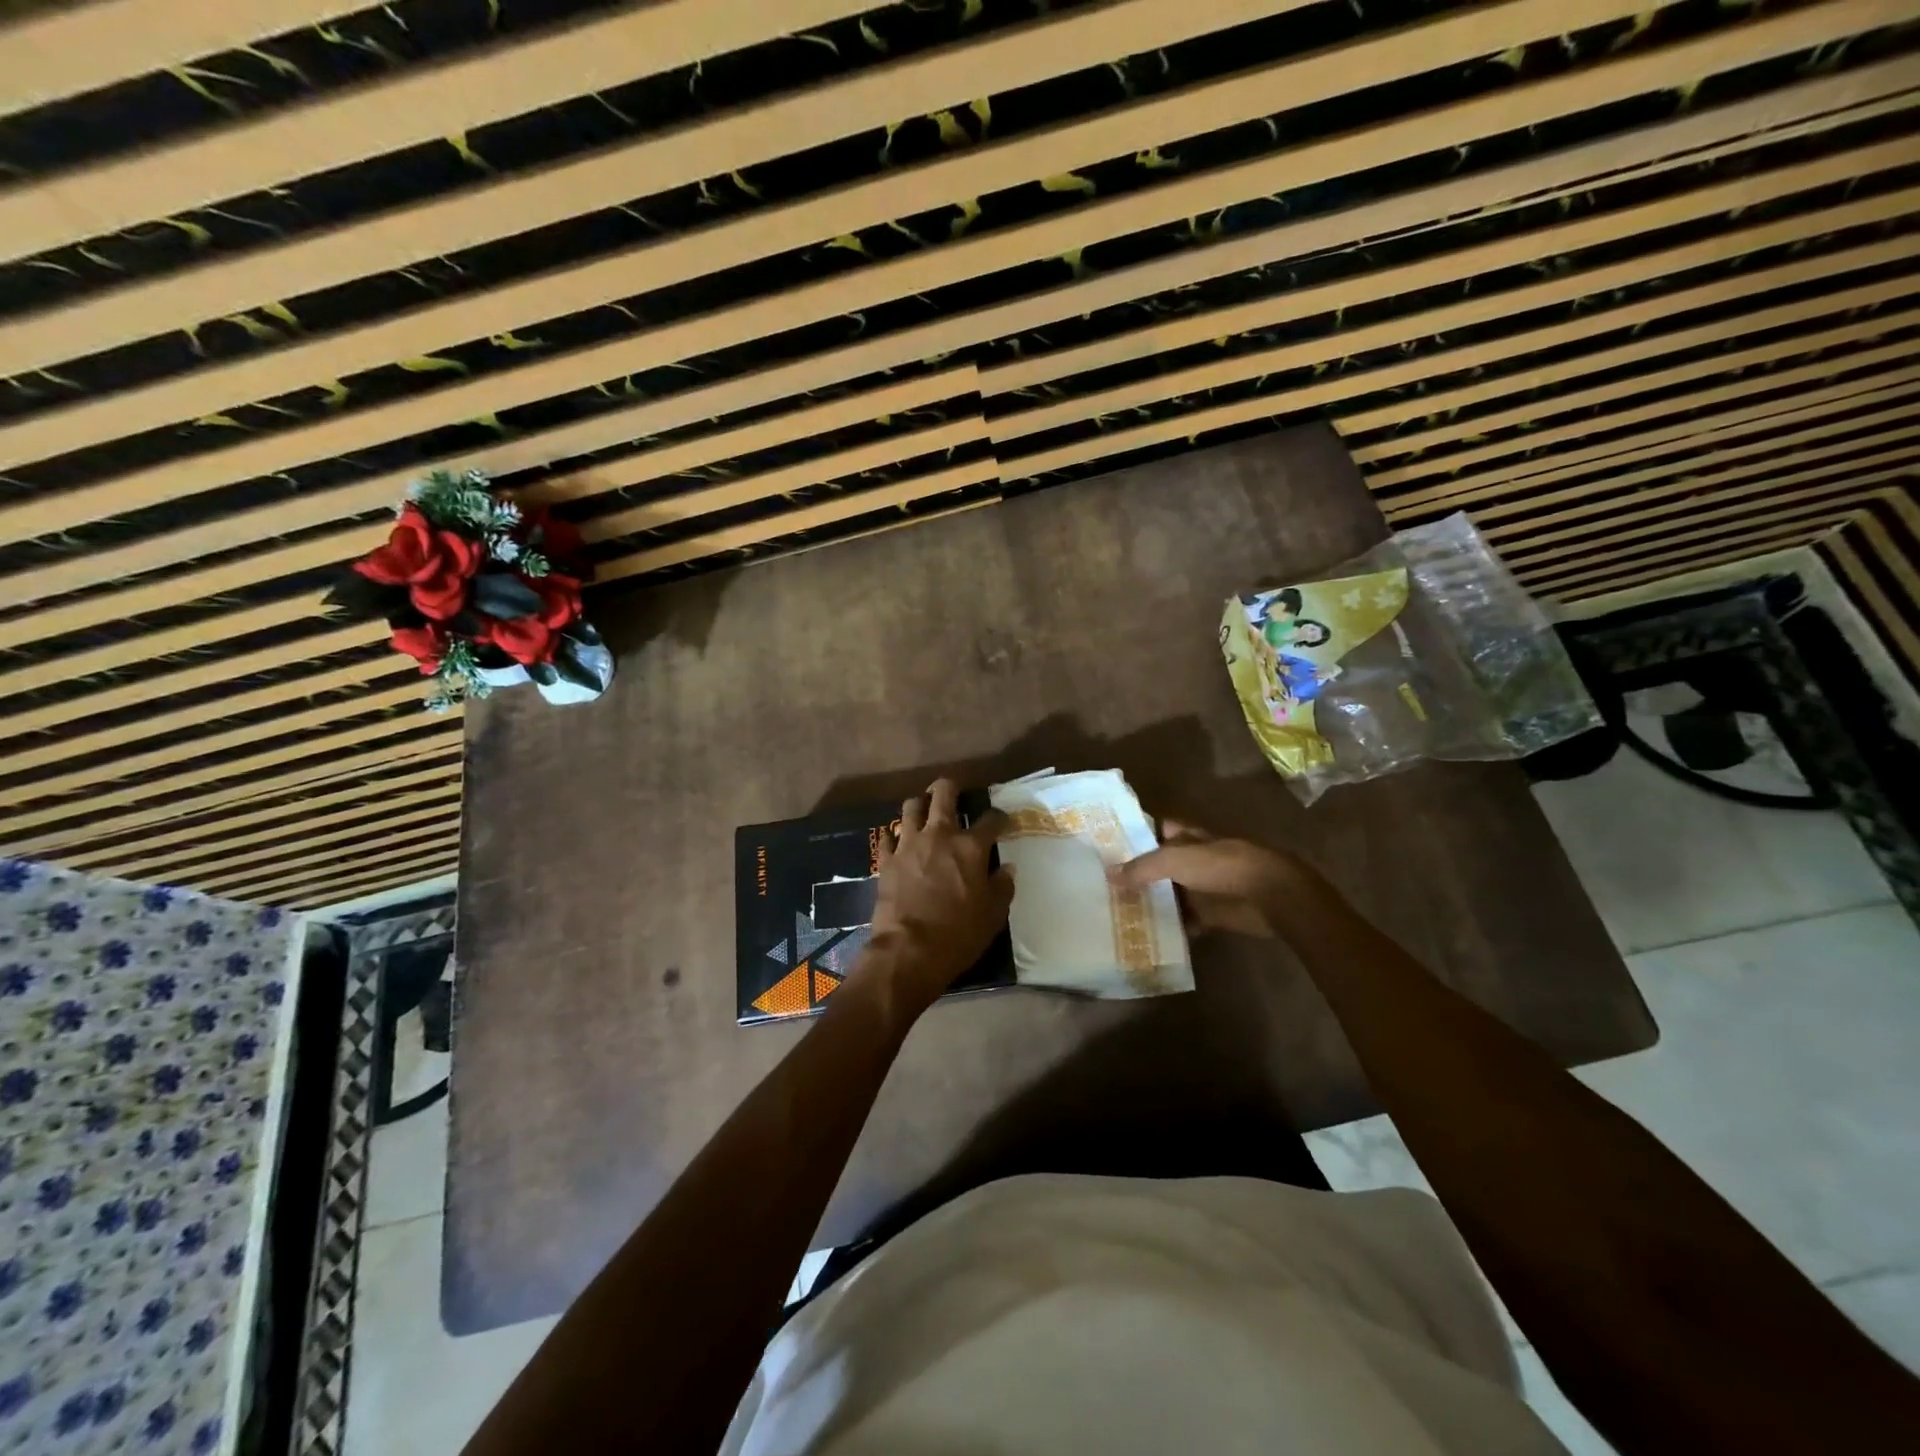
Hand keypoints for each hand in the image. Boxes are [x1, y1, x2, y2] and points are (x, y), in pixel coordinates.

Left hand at [865, 779, 1012, 1013]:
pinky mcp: (887, 859)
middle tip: (956, 794)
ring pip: (911, 806)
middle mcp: (939, 835)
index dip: (1000, 817)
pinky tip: (899, 840)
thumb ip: (1002, 886)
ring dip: (921, 805)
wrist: (908, 951)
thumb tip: (1007, 868)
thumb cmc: (958, 934)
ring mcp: (909, 844)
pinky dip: (894, 834)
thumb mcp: (993, 915)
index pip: (990, 819)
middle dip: (951, 787)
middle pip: (943, 793)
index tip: (1003, 821)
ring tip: (925, 812)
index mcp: (970, 847)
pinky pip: (888, 835)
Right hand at [1108, 821, 1307, 938]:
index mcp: (1188, 836)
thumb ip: (1141, 867)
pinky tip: (1148, 936)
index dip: (1136, 835)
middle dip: (1139, 874)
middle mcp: (1195, 859)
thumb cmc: (1221, 866)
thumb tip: (1108, 875)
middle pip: (1161, 864)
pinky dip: (1172, 927)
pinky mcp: (1213, 913)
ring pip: (1172, 893)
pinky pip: (1187, 920)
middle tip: (1105, 886)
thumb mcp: (1173, 859)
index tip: (1109, 848)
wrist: (1269, 895)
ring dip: (1153, 902)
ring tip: (1119, 913)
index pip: (1157, 829)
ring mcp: (1205, 887)